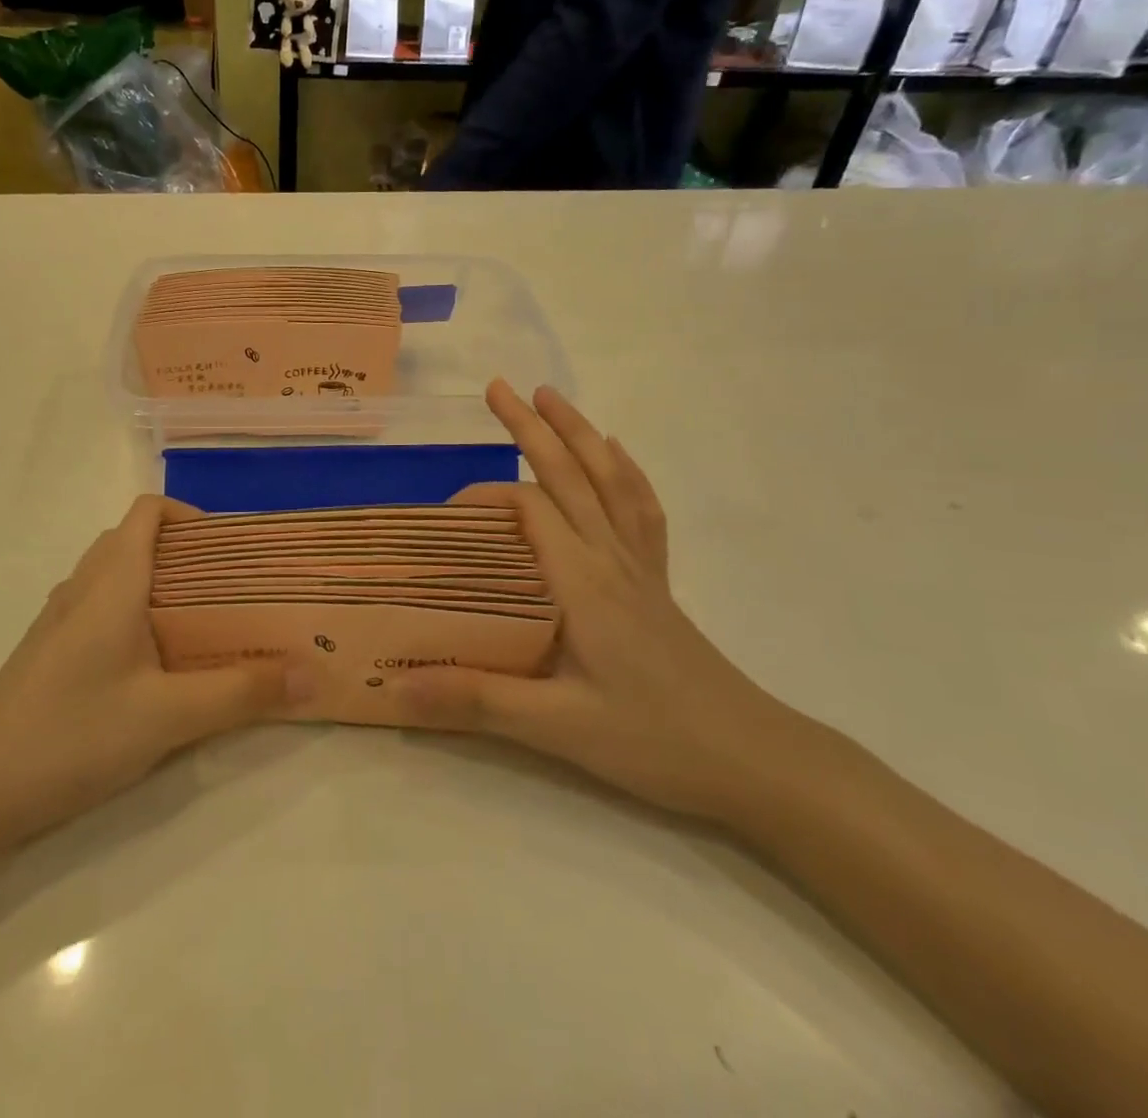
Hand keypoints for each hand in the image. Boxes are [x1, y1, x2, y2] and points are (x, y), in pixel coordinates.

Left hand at [0, 495, 300, 840]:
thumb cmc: (71, 734)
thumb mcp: (169, 716)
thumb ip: (243, 693)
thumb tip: (315, 672)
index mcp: (112, 579)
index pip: (149, 511)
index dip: (193, 516)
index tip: (235, 550)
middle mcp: (83, 587)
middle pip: (138, 541)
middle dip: (189, 555)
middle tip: (236, 590)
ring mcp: (60, 622)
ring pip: (118, 578)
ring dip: (162, 587)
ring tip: (208, 625)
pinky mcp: (50, 655)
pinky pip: (103, 611)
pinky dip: (137, 617)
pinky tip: (159, 668)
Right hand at [396, 382, 801, 822]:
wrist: (752, 761)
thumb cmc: (653, 740)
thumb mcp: (556, 728)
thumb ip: (475, 700)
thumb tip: (395, 685)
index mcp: (581, 582)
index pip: (527, 510)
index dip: (482, 498)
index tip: (443, 516)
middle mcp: (610, 558)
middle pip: (568, 475)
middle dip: (531, 427)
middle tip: (496, 387)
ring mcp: (638, 567)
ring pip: (608, 480)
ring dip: (577, 432)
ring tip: (551, 396)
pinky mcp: (655, 583)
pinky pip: (641, 510)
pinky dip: (625, 471)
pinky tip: (615, 453)